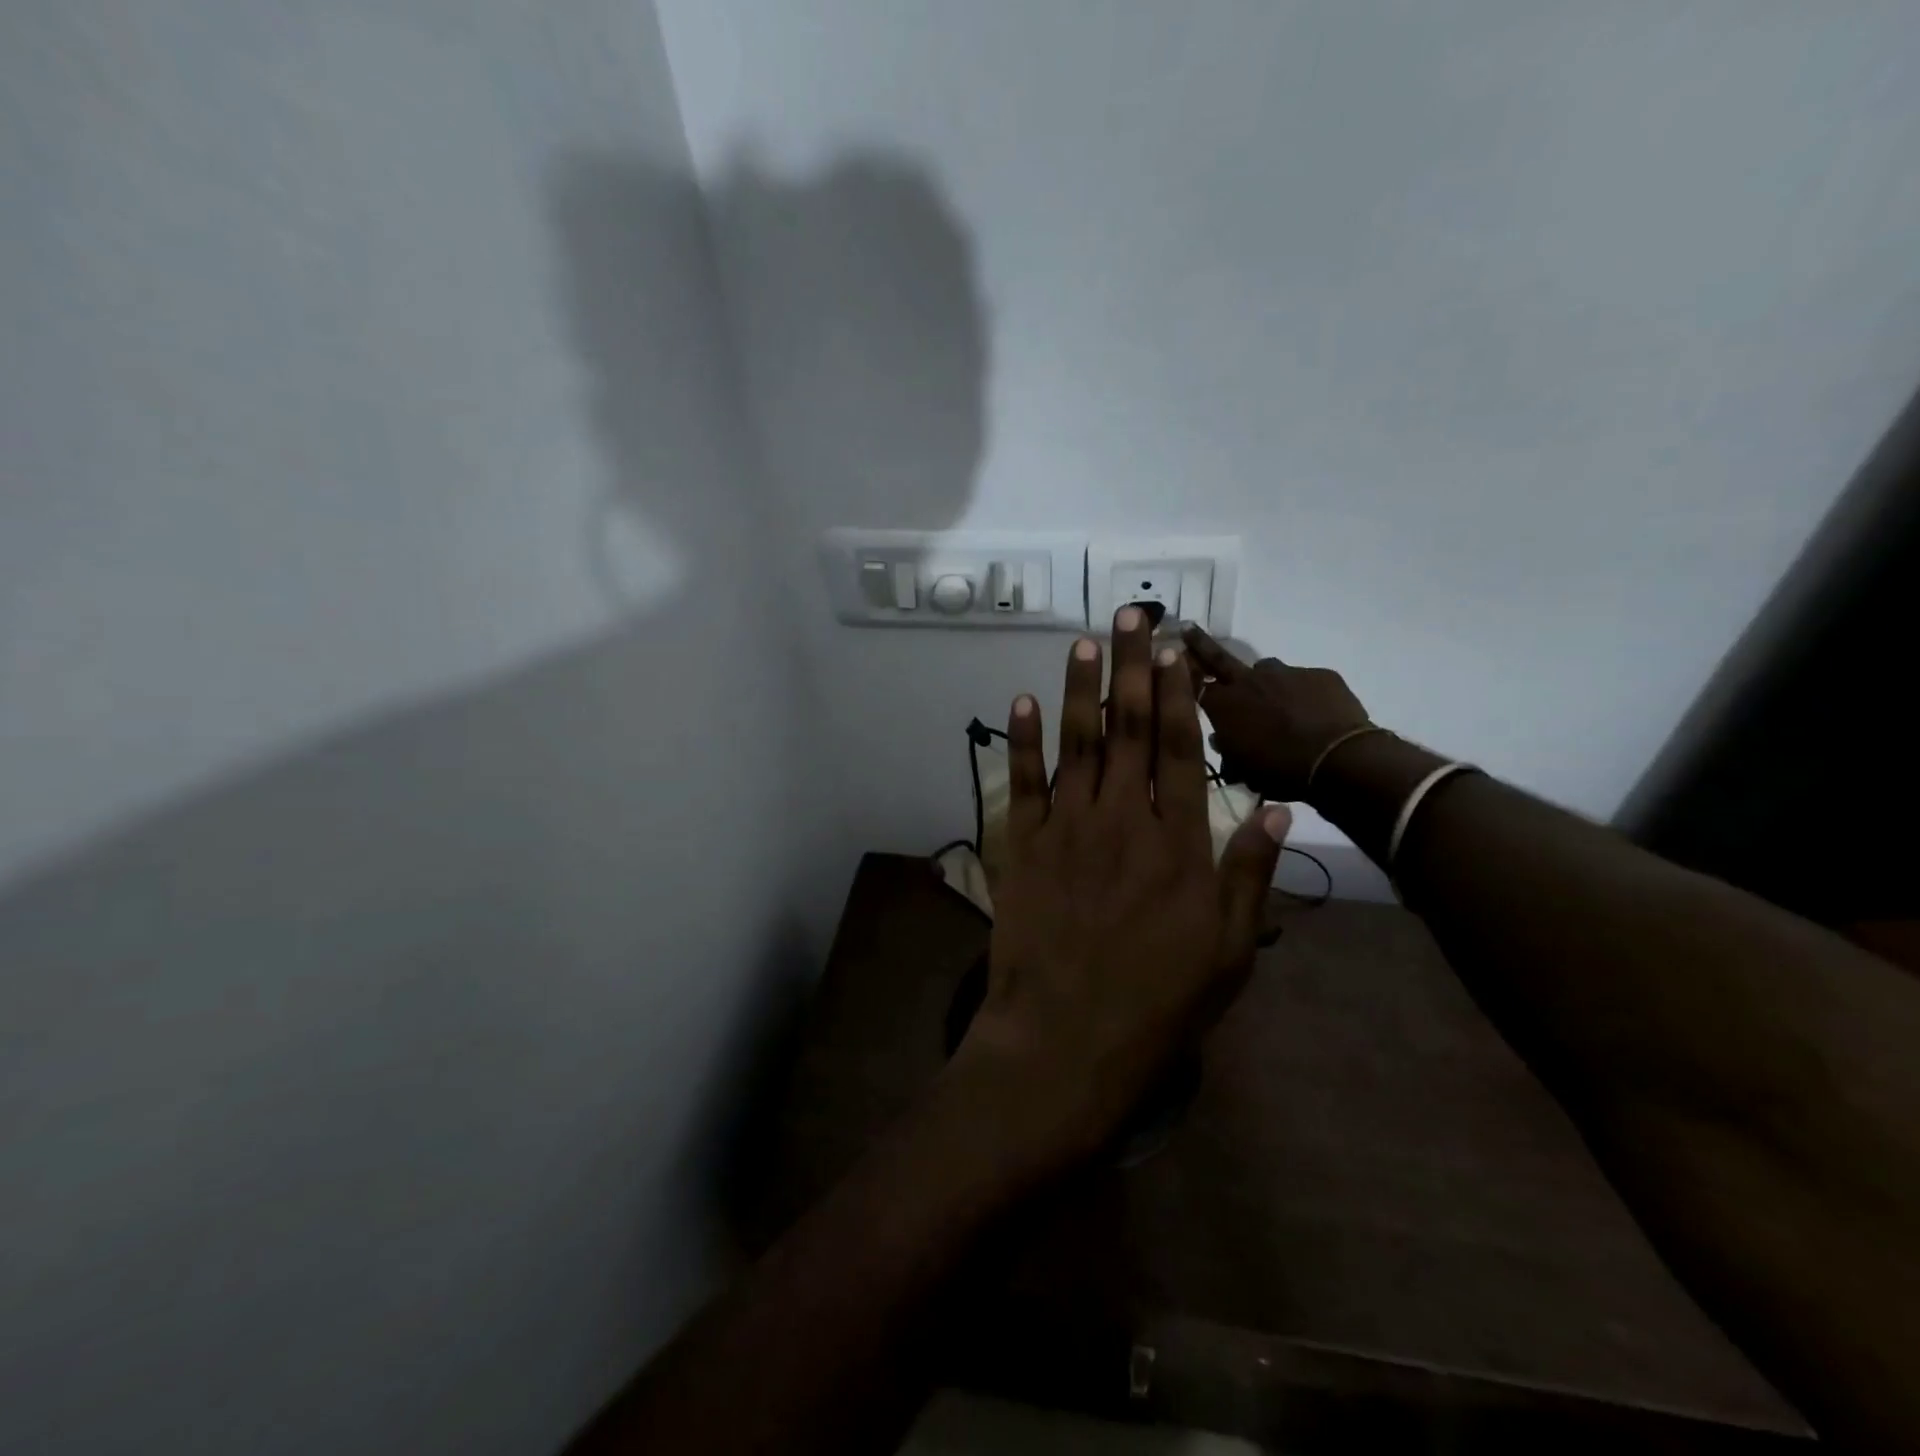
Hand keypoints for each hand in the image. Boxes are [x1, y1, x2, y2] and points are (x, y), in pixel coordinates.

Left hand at [950, 607, 1289, 1173]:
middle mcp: (1121, 820)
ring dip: (1082, 687)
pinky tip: (1024, 702)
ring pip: (1077, 743)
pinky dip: (1023, 740)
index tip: (1178, 649)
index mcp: (1176, 843)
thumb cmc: (1157, 1003)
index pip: (1178, 748)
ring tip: (1087, 641)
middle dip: (1133, 666)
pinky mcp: (1022, 847)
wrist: (1065, 1041)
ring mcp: (1066, 829)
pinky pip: (1023, 783)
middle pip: (1128, 728)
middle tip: (1134, 614)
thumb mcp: (1227, 950)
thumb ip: (1248, 872)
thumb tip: (1272, 804)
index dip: (1178, 693)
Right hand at [1180, 625, 1372, 801]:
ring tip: (1281, 708)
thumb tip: (1222, 738)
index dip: (1184, 677)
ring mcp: (1287, 673)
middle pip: (1218, 657)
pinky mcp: (1320, 675)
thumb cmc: (1280, 770)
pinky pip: (1304, 682)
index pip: (1194, 685)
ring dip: (1267, 685)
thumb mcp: (1242, 768)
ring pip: (1268, 673)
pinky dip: (1304, 696)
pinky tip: (1315, 716)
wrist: (1338, 761)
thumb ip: (1228, 748)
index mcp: (1224, 704)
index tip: (1175, 664)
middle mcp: (1249, 680)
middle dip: (1199, 643)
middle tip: (1188, 628)